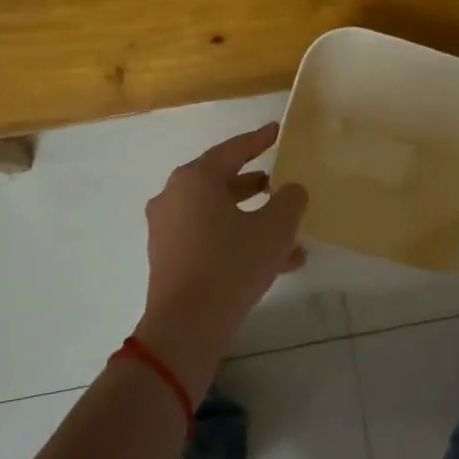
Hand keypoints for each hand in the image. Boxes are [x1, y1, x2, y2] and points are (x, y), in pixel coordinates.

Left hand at [135, 123, 307, 393]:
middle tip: (281, 185)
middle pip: (222, 182)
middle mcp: (174, 196)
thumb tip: (291, 190)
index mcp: (196, 178)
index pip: (233, 150)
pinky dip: (237, 241)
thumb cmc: (231, 265)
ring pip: (218, 215)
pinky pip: (208, 238)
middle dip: (256, 187)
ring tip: (290, 237)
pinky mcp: (168, 257)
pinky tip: (274, 263)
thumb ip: (289, 201)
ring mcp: (167, 228)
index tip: (276, 131)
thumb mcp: (274, 229)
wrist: (186, 326)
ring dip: (252, 221)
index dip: (259, 140)